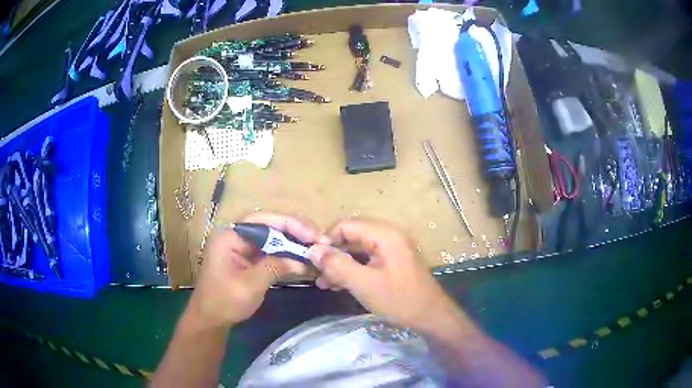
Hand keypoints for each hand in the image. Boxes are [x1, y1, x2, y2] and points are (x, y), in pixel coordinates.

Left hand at [187, 212, 318, 327]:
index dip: (288, 223)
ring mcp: (242, 247)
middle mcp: (236, 236)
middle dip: (293, 231)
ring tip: (314, 247)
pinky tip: (301, 258)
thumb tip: (300, 261)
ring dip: (292, 242)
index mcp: (230, 236)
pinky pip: (270, 251)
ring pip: (271, 237)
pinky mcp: (248, 259)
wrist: (210, 320)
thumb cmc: (224, 301)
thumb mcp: (250, 285)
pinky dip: (286, 253)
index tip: (311, 234)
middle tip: (318, 239)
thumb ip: (274, 268)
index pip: (262, 220)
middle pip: (268, 225)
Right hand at [308, 218, 455, 330]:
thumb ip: (337, 265)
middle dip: (332, 254)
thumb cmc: (399, 299)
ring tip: (324, 283)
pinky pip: (366, 259)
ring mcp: (391, 249)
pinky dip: (352, 270)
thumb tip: (313, 250)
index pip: (346, 225)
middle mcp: (388, 235)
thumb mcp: (364, 284)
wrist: (430, 316)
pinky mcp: (391, 261)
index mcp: (384, 234)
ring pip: (356, 249)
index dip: (327, 240)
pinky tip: (338, 285)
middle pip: (351, 236)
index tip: (314, 260)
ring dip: (340, 264)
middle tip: (318, 274)